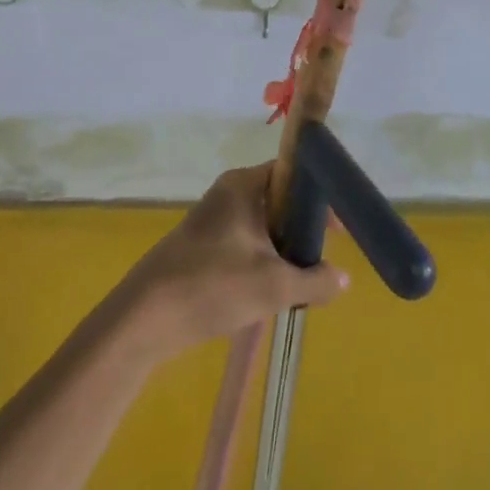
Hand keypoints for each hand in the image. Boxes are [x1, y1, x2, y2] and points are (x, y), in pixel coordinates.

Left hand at [120, 164, 346, 360]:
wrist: (146, 317)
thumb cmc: (213, 285)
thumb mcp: (274, 286)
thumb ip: (315, 280)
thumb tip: (343, 279)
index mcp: (244, 185)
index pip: (292, 172)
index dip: (319, 197)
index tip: (338, 230)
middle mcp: (228, 193)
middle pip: (280, 200)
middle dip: (303, 229)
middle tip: (322, 258)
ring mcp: (213, 220)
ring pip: (263, 226)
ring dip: (284, 249)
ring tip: (302, 280)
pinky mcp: (203, 246)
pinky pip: (246, 243)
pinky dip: (263, 261)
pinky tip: (272, 292)